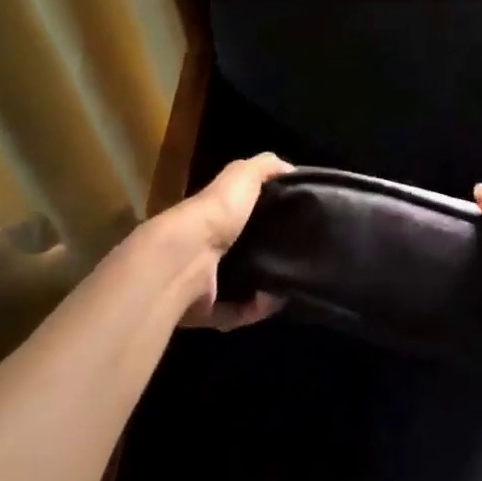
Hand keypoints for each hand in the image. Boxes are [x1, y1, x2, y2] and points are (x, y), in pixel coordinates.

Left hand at [162, 152, 291, 330]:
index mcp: (212, 214)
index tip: (294, 221)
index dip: (264, 216)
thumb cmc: (216, 212)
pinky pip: (234, 312)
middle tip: (295, 257)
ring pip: (238, 286)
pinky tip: (270, 301)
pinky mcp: (202, 310)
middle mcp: (203, 246)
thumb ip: (266, 167)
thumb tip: (291, 170)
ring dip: (263, 287)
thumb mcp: (243, 175)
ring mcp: (199, 281)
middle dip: (267, 256)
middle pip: (239, 251)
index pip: (238, 213)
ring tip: (288, 284)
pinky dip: (253, 309)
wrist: (185, 258)